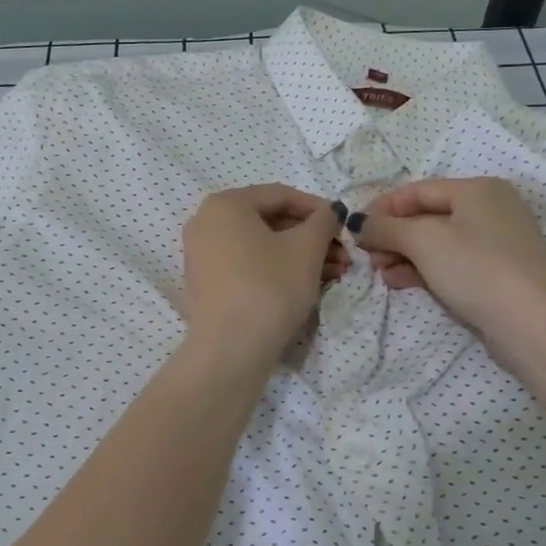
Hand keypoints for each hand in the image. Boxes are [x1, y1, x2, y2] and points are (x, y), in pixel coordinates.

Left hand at [181, 185, 346, 369]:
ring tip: (334, 273)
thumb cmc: (270, 286)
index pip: (280, 195)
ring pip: (260, 246)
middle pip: (269, 221)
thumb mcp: (306, 248)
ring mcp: (202, 255)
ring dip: (299, 255)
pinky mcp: (206, 284)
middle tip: (343, 255)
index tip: (343, 225)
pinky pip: (246, 264)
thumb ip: (322, 221)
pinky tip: (307, 284)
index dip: (317, 208)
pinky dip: (277, 269)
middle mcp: (206, 222)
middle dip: (310, 237)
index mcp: (225, 203)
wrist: (230, 349)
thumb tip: (330, 211)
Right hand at [352, 177, 545, 357]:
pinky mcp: (496, 274)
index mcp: (476, 189)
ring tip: (381, 274)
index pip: (417, 190)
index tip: (356, 229)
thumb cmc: (476, 268)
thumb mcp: (423, 240)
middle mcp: (489, 209)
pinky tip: (400, 282)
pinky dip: (424, 269)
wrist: (533, 324)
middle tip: (368, 257)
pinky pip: (451, 263)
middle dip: (393, 236)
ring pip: (436, 242)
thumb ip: (385, 227)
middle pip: (426, 216)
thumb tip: (360, 223)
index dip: (382, 208)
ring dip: (404, 255)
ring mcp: (496, 243)